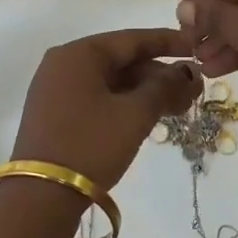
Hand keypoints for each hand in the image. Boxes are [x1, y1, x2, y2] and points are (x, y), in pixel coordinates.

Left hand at [10, 29, 201, 191]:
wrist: (40, 197)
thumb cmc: (90, 146)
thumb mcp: (134, 115)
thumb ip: (165, 87)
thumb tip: (187, 72)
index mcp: (79, 54)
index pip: (132, 39)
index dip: (168, 42)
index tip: (197, 47)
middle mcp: (63, 65)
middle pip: (121, 60)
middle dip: (159, 74)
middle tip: (193, 91)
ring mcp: (56, 91)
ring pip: (111, 82)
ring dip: (145, 92)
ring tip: (180, 108)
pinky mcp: (56, 115)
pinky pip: (98, 98)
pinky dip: (125, 104)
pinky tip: (151, 118)